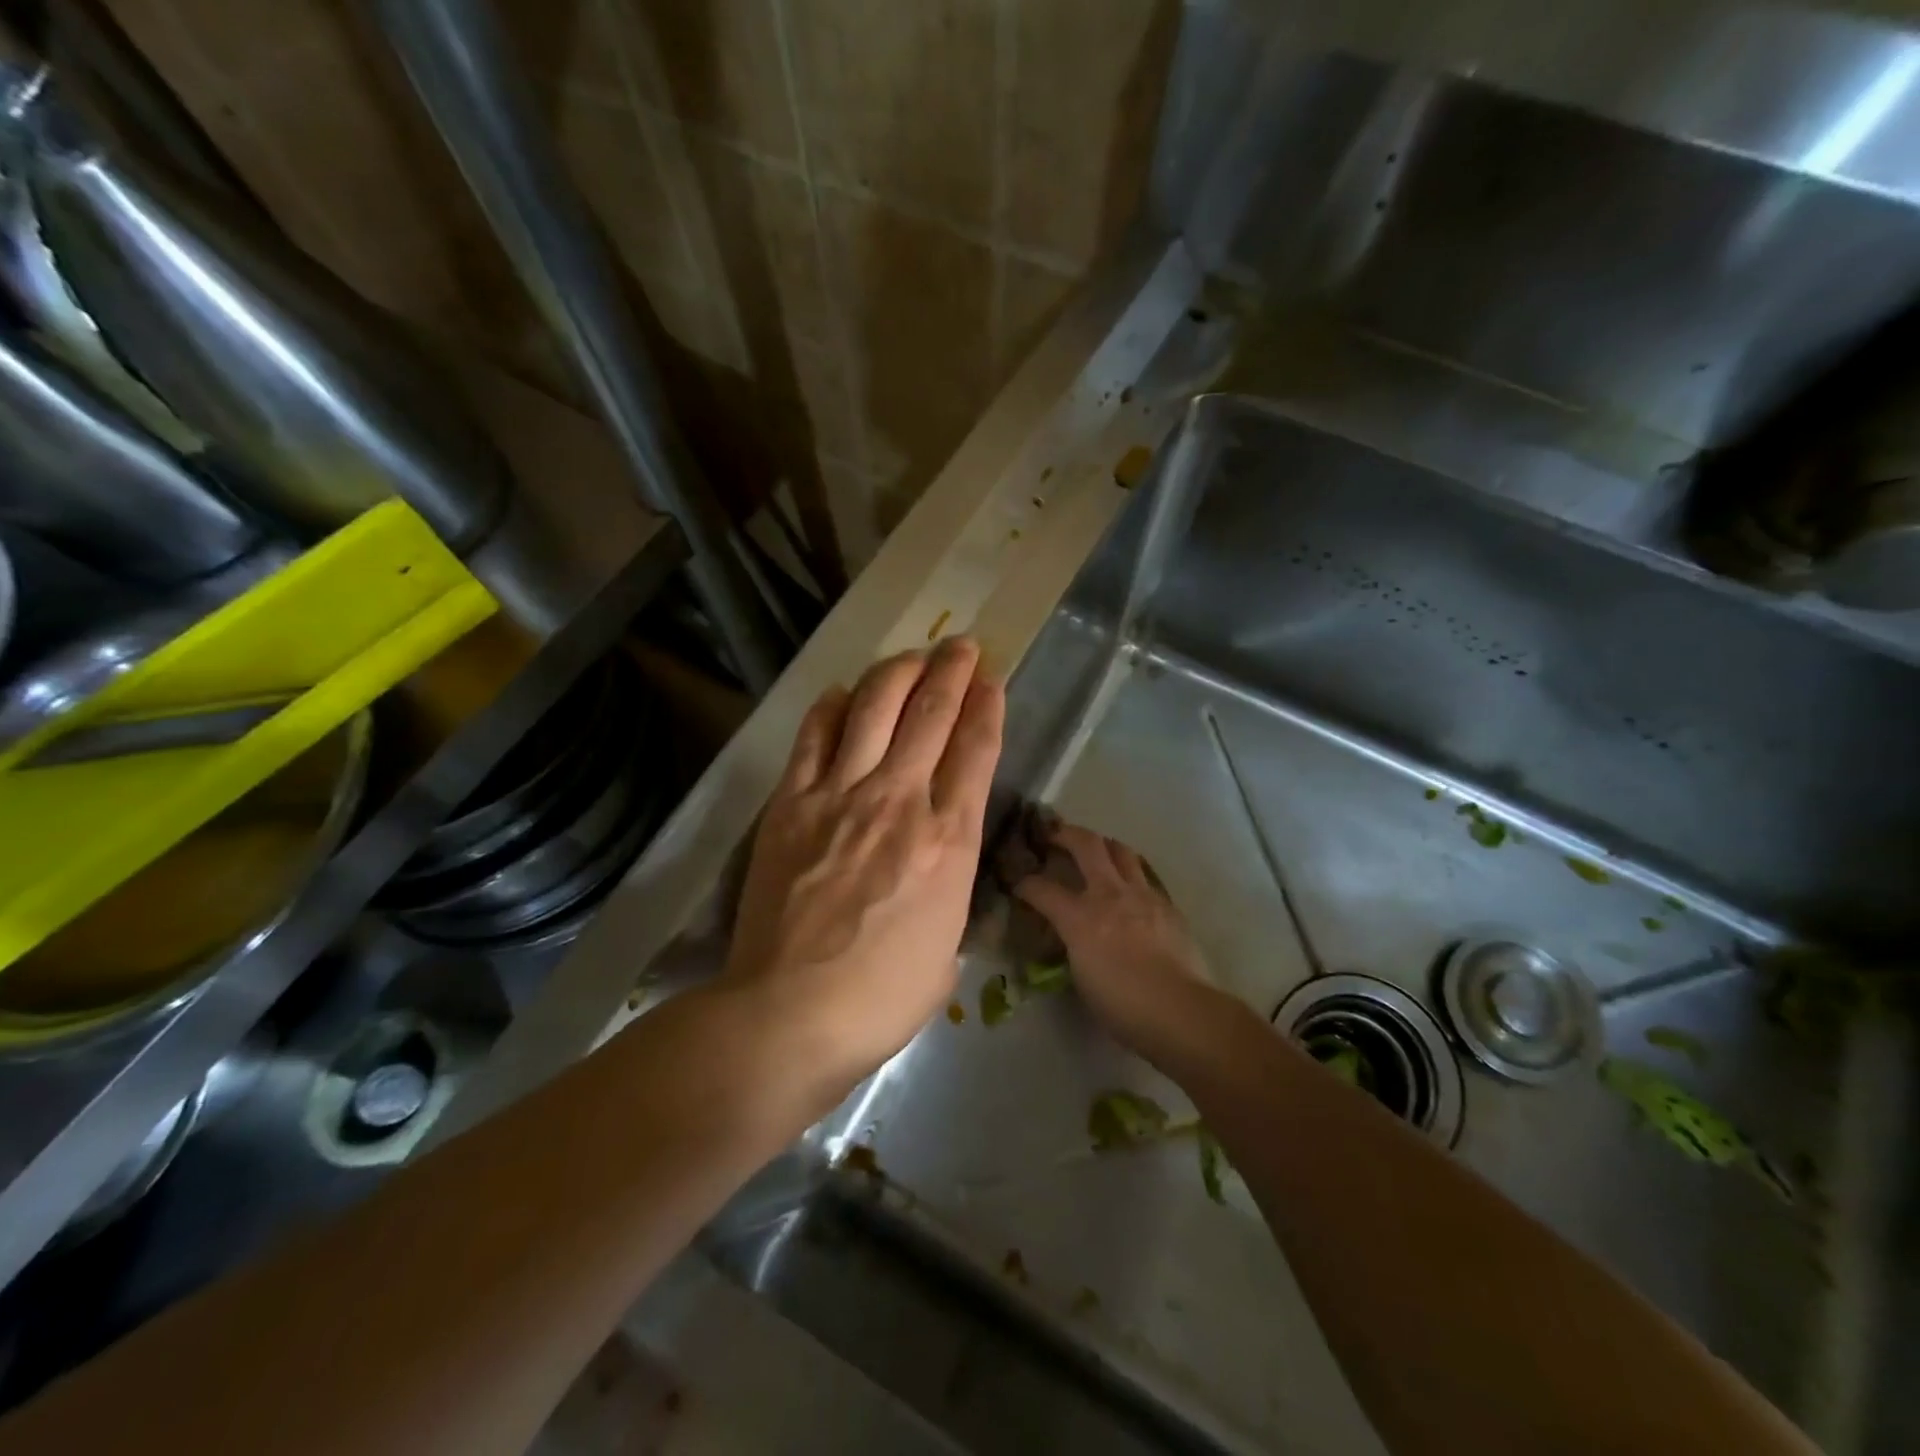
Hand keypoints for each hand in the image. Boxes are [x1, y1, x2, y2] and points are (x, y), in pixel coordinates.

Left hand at [725, 637, 1004, 1097]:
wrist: (790, 1014)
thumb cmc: (882, 997)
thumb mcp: (946, 949)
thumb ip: (948, 896)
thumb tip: (937, 872)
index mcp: (950, 840)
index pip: (976, 751)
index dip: (986, 706)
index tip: (991, 680)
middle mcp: (901, 801)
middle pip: (931, 714)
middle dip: (952, 671)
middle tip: (961, 645)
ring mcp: (841, 796)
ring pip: (874, 708)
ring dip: (898, 671)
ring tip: (913, 654)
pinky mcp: (791, 804)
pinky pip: (815, 737)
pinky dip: (832, 707)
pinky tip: (844, 693)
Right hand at [1012, 822, 1217, 1066]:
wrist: (1180, 1010)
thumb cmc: (1122, 1006)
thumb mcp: (1081, 977)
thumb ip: (1073, 946)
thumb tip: (1072, 937)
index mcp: (1080, 917)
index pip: (1041, 889)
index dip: (1024, 884)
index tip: (1018, 884)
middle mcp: (1110, 894)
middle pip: (1086, 844)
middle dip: (1065, 834)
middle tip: (1055, 835)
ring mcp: (1143, 895)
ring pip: (1121, 850)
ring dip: (1103, 845)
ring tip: (1096, 852)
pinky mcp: (1167, 904)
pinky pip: (1145, 876)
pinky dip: (1131, 873)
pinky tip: (1129, 888)